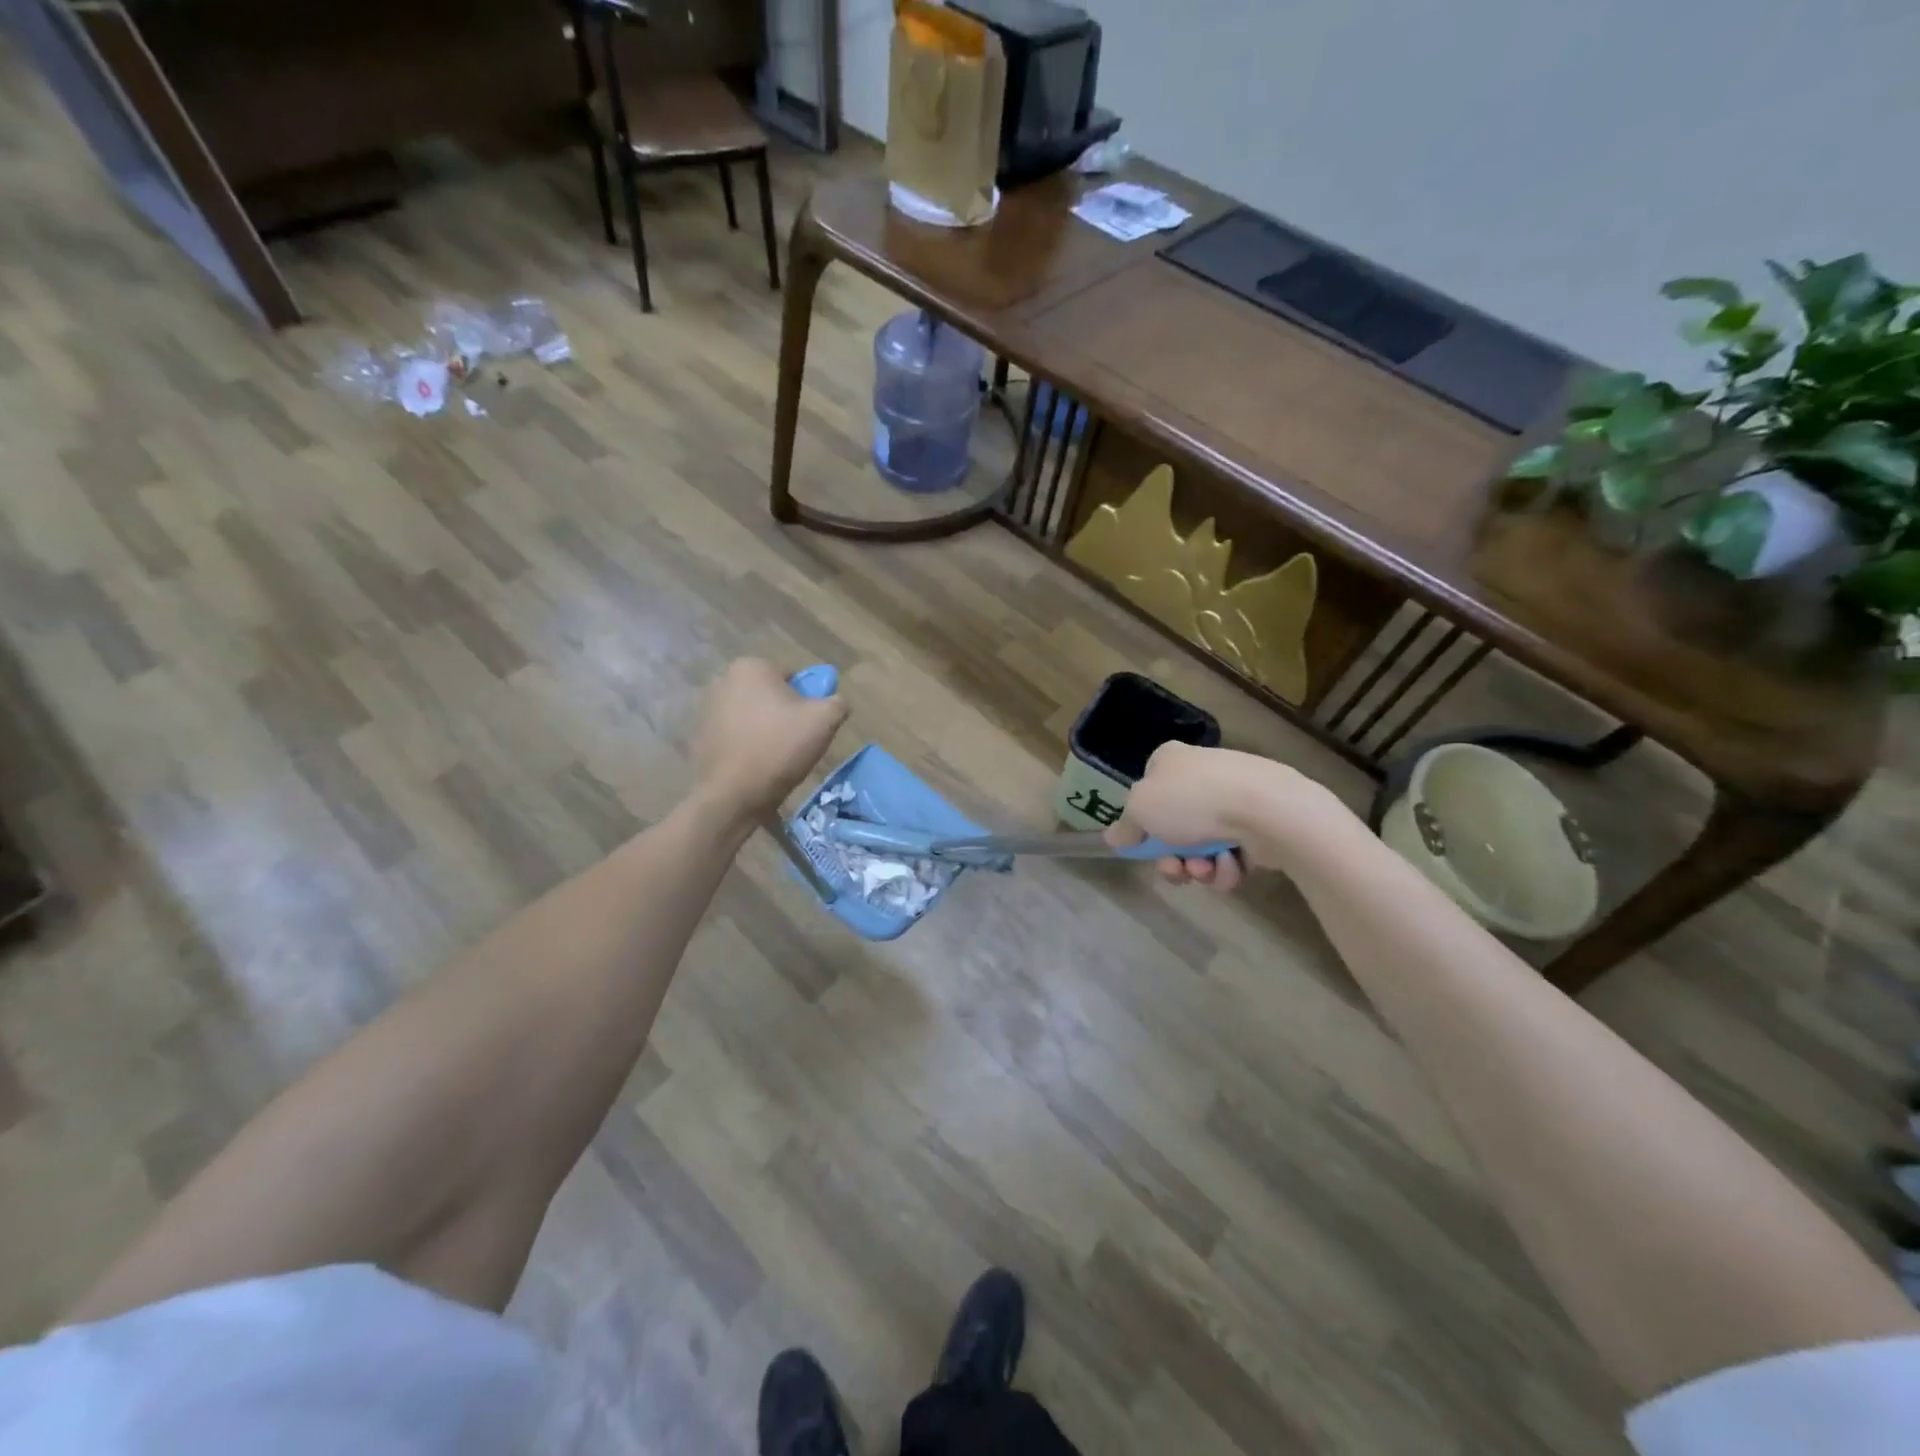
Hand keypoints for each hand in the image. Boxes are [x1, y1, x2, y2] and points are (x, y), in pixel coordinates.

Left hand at [694, 659, 848, 818]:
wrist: (733, 794)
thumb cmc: (780, 747)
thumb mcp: (825, 721)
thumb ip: (837, 702)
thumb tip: (836, 702)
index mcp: (751, 666)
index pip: (792, 676)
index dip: (807, 700)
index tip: (810, 724)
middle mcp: (723, 679)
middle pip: (769, 694)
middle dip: (784, 712)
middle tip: (797, 740)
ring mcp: (706, 708)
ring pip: (751, 714)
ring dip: (765, 728)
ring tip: (777, 756)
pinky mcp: (700, 735)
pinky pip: (735, 733)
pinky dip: (747, 743)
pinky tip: (756, 764)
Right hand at [1103, 743, 1346, 887]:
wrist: (1266, 809)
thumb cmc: (1192, 801)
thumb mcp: (1140, 811)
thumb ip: (1125, 827)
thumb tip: (1113, 837)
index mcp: (1170, 761)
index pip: (1147, 789)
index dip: (1142, 821)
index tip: (1143, 843)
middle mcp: (1201, 775)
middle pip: (1174, 827)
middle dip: (1172, 857)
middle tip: (1175, 870)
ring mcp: (1233, 799)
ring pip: (1202, 846)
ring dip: (1199, 867)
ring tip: (1207, 870)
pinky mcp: (1259, 824)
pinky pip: (1232, 853)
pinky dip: (1227, 867)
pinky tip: (1231, 866)